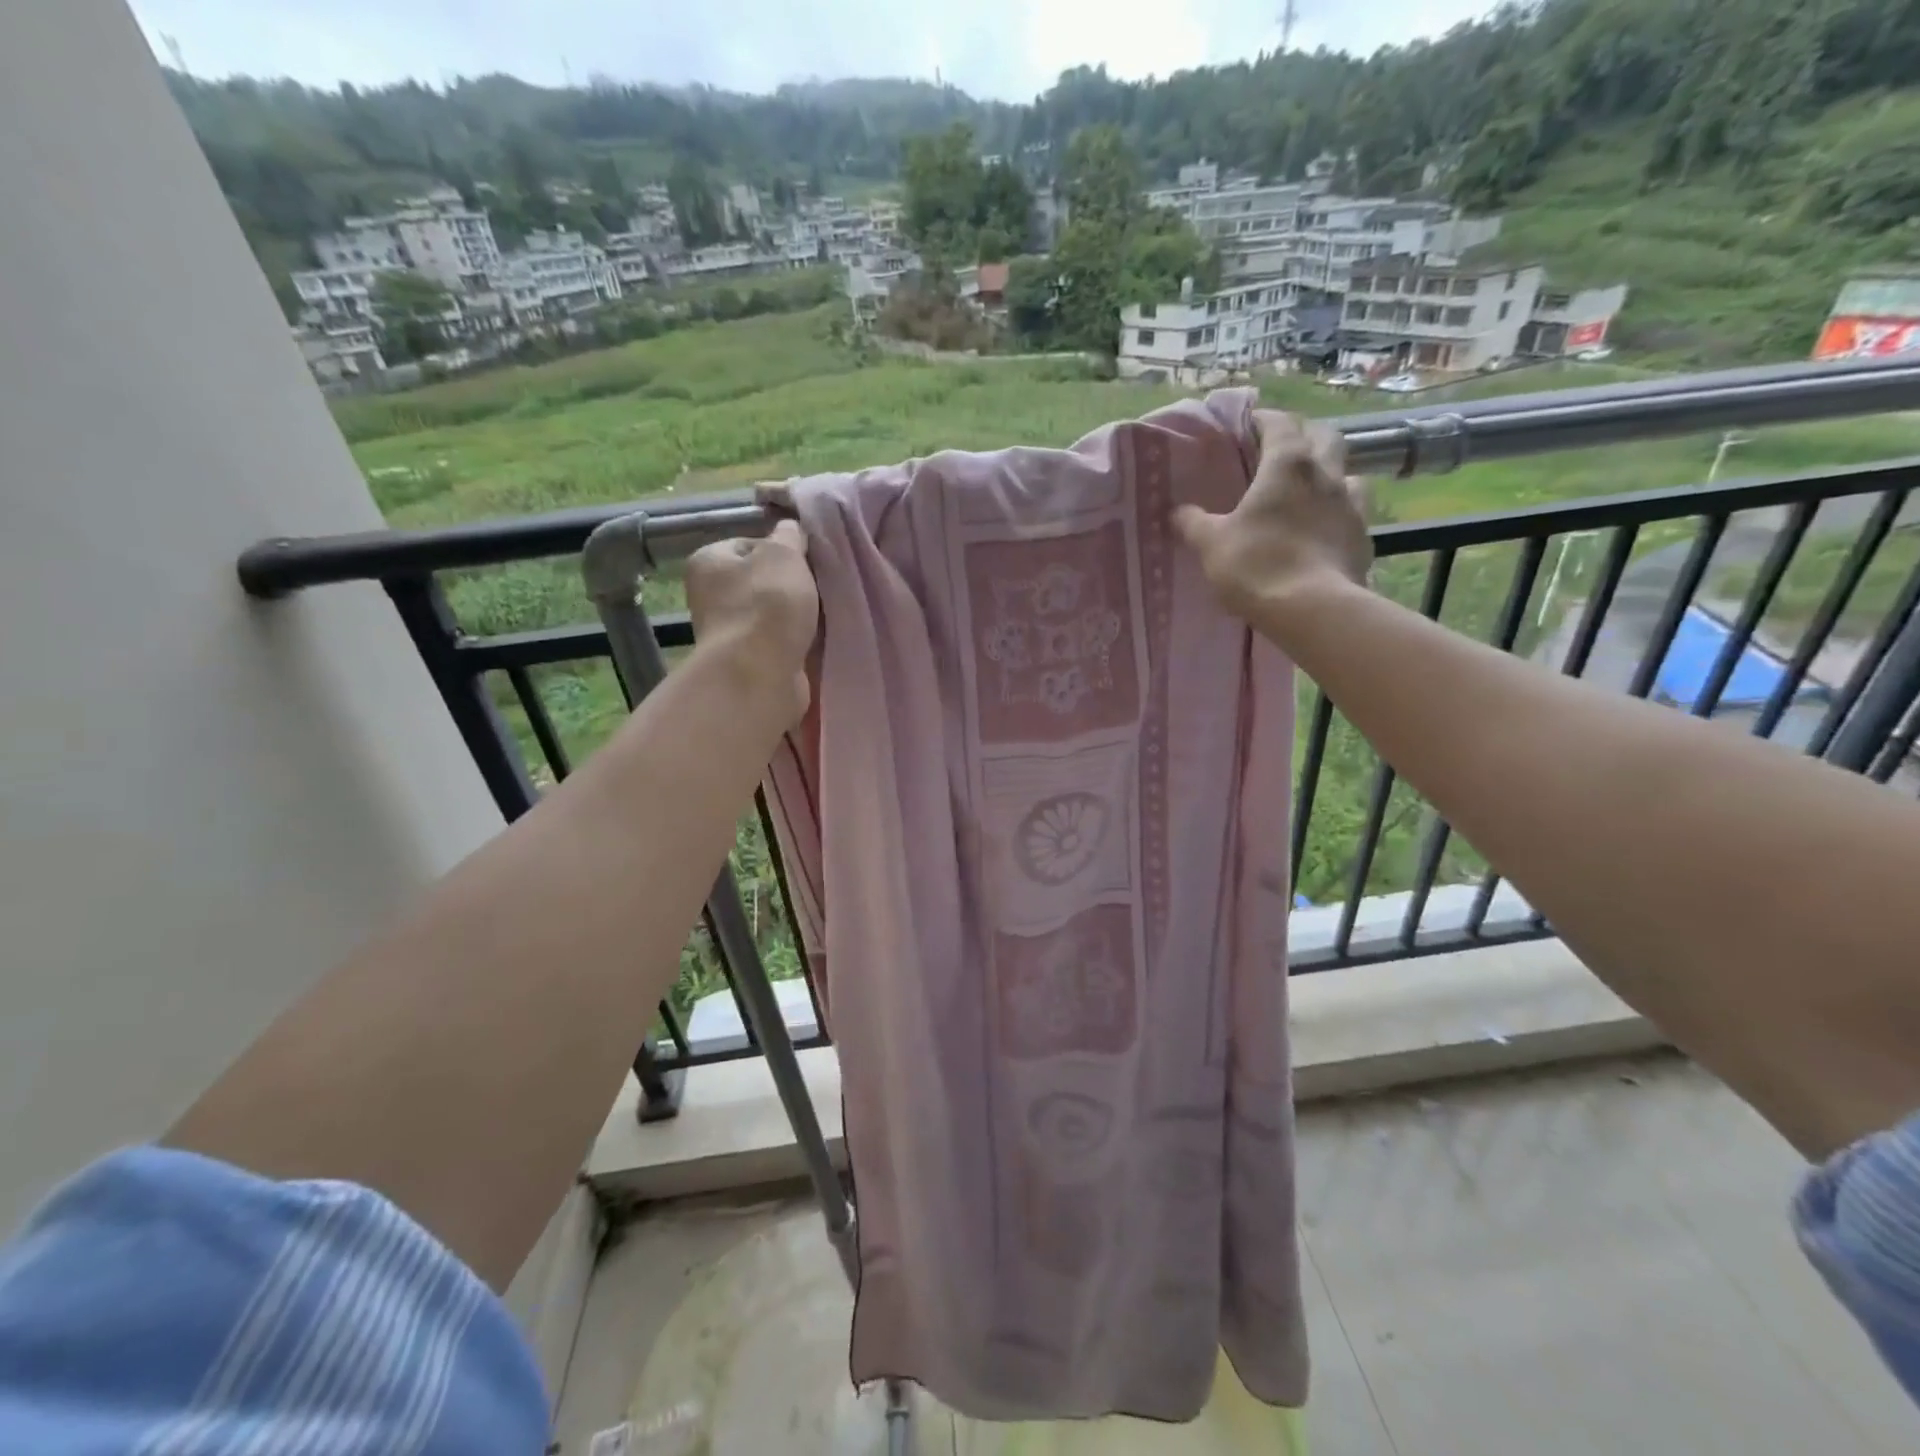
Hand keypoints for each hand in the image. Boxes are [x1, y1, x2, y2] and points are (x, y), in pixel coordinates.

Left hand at [684, 517, 818, 722]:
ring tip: (820, 616)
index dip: (782, 549)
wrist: (760, 675)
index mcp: (709, 561)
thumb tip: (790, 528)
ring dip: (796, 616)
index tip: (805, 561)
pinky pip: (778, 642)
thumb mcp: (784, 554)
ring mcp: (728, 632)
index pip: (750, 543)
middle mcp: (710, 595)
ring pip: (772, 614)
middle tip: (818, 588)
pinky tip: (813, 641)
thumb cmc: (767, 604)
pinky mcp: (748, 662)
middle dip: (791, 585)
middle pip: (762, 581)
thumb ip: (790, 536)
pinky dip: (795, 641)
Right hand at [1173, 410, 1371, 620]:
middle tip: (1281, 451)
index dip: (1263, 420)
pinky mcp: (1363, 538)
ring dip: (1329, 474)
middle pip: (1324, 437)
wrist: (1312, 610)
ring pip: (1346, 473)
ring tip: (1309, 490)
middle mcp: (1326, 475)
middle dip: (1303, 437)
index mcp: (1288, 465)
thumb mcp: (1211, 544)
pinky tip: (1323, 530)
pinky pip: (1352, 513)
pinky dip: (1337, 513)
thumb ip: (1193, 523)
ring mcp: (1351, 506)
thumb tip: (1177, 511)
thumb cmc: (1257, 566)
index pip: (1280, 423)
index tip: (1249, 424)